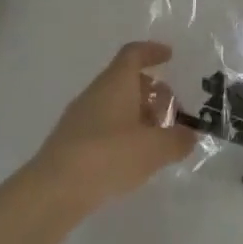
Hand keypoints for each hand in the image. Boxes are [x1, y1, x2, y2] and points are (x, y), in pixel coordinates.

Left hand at [26, 41, 199, 218]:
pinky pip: (102, 126)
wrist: (52, 192)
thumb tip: (190, 135)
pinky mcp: (69, 142)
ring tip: (154, 139)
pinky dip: (120, 133)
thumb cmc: (108, 156)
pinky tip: (130, 158)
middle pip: (126, 79)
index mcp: (117, 81)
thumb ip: (177, 140)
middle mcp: (97, 91)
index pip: (134, 53)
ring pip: (114, 104)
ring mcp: (79, 117)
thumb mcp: (154, 149)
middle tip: (170, 110)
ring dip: (136, 114)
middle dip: (150, 91)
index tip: (169, 56)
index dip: (153, 51)